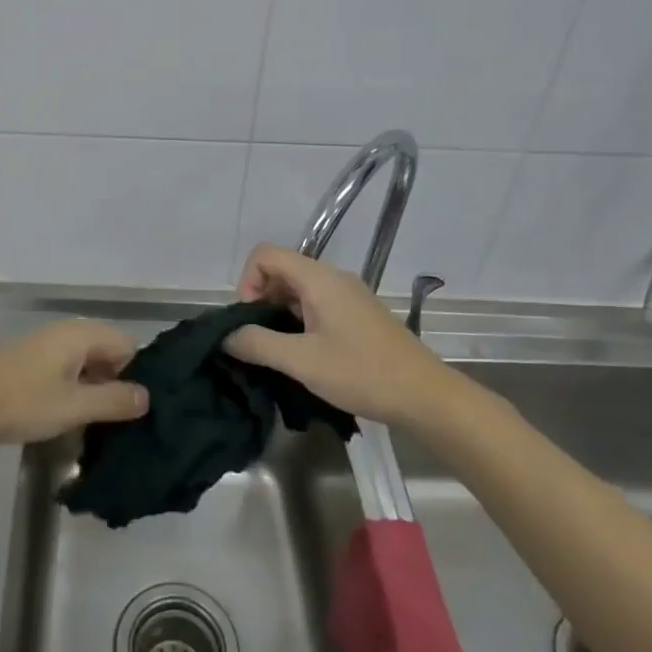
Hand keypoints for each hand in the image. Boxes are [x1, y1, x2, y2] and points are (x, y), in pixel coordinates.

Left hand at [0, 319, 147, 447]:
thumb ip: (114, 401)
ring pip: (86, 365)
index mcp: (81, 334)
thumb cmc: (20, 402)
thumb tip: (147, 396)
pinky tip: (70, 420)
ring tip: (99, 428)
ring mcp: (45, 347)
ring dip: (94, 392)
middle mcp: (66, 333)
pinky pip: (65, 373)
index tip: (139, 412)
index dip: (138, 376)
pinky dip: (73, 392)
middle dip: (117, 385)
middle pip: (108, 354)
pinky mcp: (29, 364)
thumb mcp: (73, 407)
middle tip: (122, 425)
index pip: (128, 346)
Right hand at [224, 244, 447, 423]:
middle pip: (280, 270)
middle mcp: (333, 278)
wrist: (426, 396)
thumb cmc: (362, 373)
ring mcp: (347, 296)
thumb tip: (225, 336)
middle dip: (260, 300)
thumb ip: (258, 343)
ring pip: (297, 290)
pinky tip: (303, 355)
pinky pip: (315, 304)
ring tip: (278, 352)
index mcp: (319, 278)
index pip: (265, 254)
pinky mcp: (356, 314)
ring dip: (278, 313)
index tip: (249, 320)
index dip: (247, 281)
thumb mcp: (302, 361)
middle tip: (259, 341)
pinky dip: (298, 321)